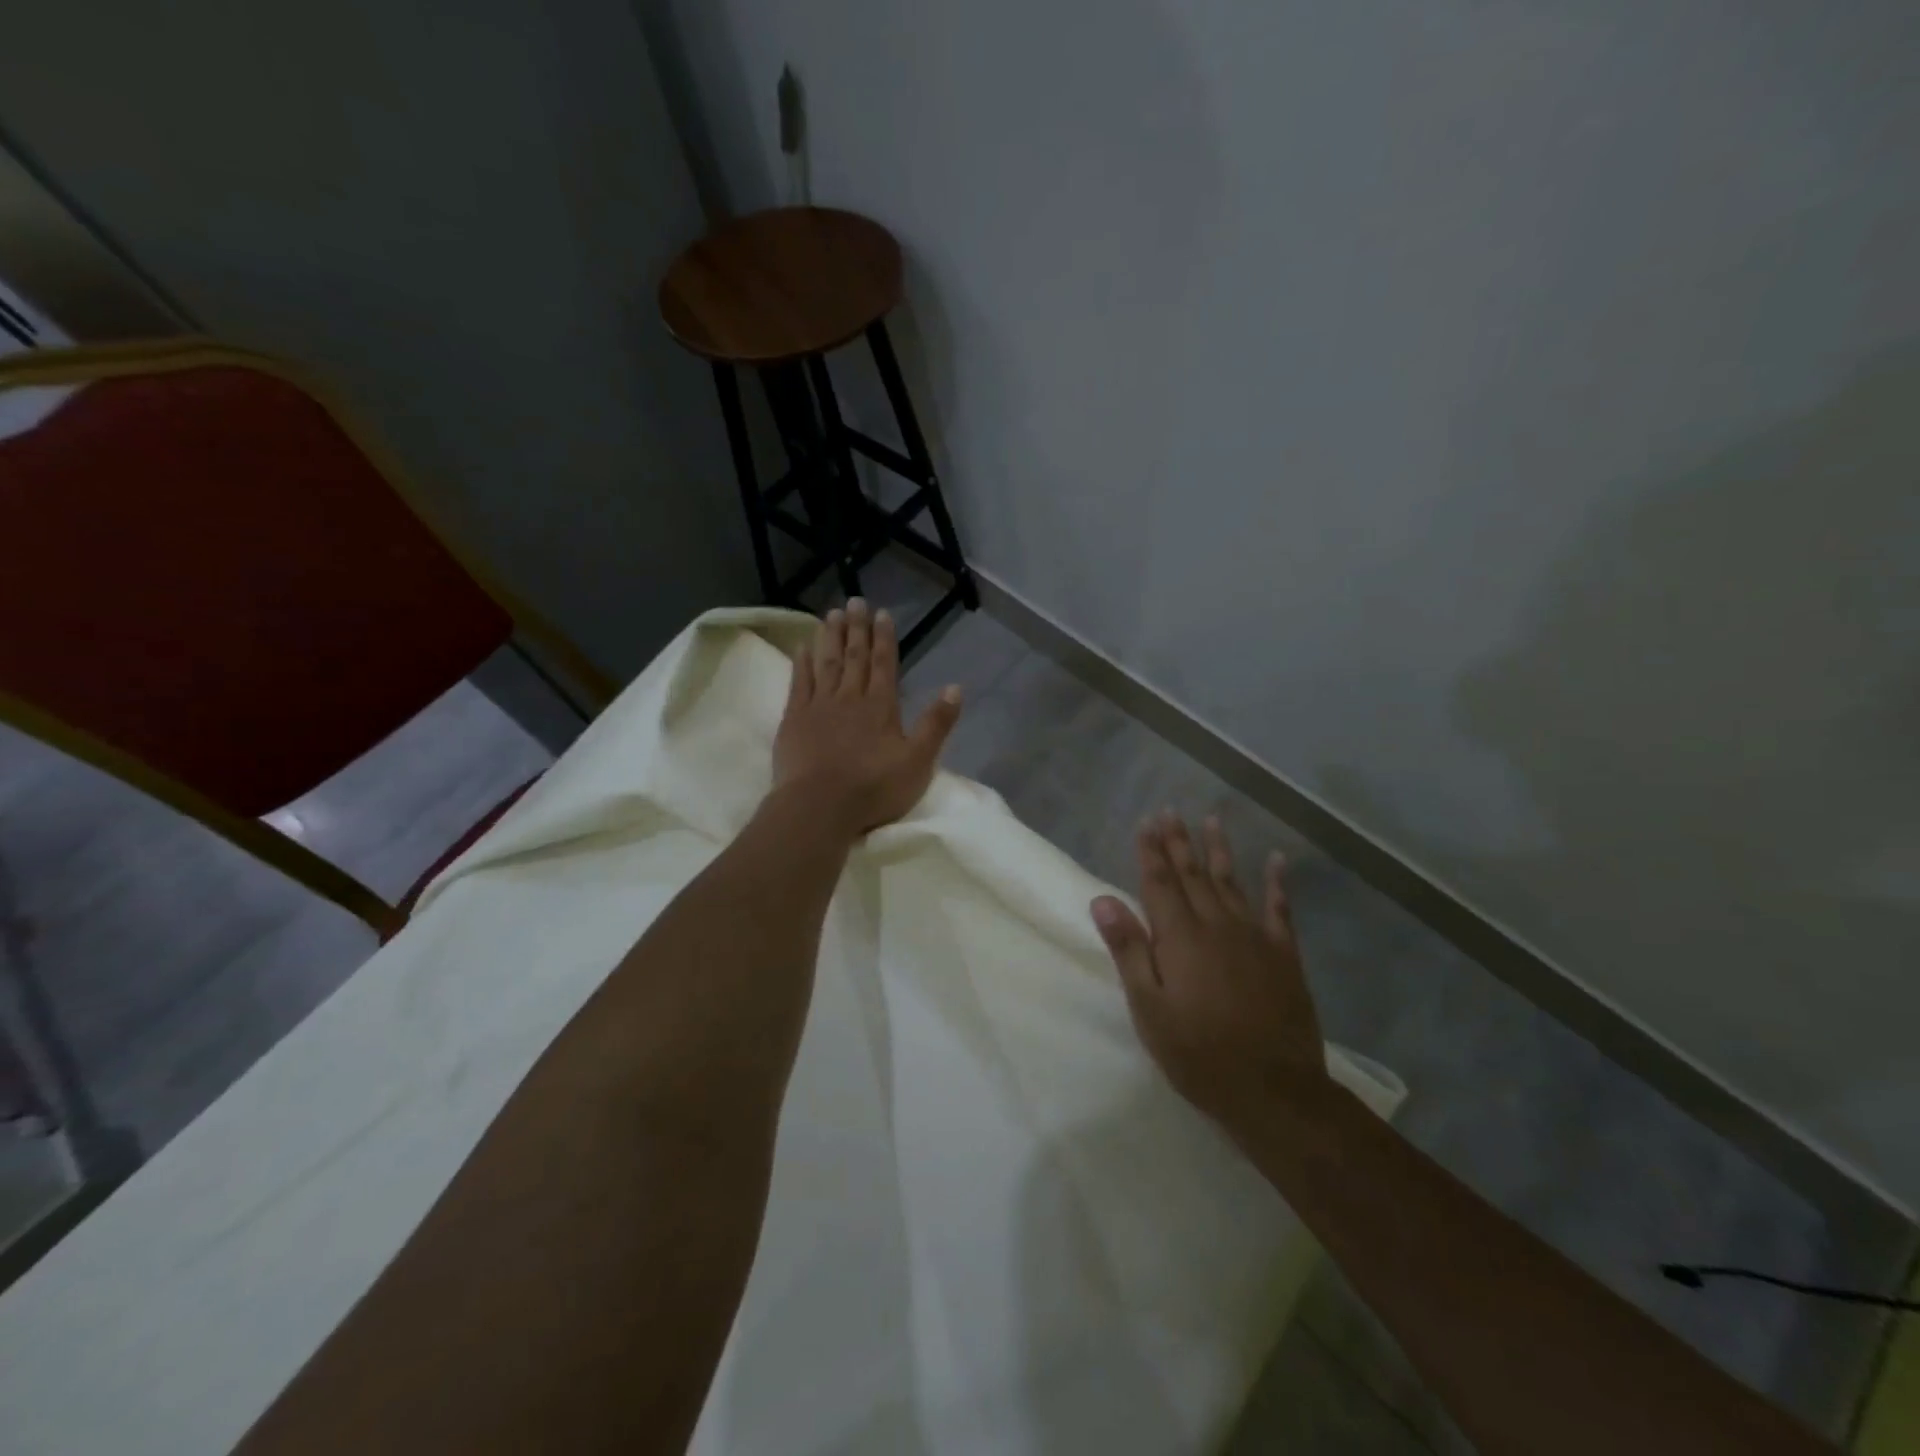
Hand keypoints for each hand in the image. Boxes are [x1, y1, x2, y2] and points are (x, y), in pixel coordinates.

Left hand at [772, 598, 962, 835]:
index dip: (884, 638)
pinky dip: (802, 662)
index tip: (881, 613)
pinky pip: (799, 682)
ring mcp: (819, 706)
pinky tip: (803, 646)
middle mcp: (850, 697)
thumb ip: (936, 724)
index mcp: (881, 706)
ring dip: (830, 637)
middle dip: (856, 628)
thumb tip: (955, 687)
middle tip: (854, 601)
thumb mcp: (918, 761)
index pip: (884, 664)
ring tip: (831, 613)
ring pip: (826, 663)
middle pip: (854, 656)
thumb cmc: (873, 788)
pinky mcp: (794, 719)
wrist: (819, 806)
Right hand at [1091, 812, 1330, 1133]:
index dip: (1150, 852)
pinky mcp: (1284, 955)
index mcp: (1180, 938)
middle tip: (1170, 811)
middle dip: (1179, 842)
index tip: (1146, 822)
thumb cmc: (1198, 1054)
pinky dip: (1278, 883)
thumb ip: (1128, 951)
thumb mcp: (1149, 1009)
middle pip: (1193, 875)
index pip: (1158, 883)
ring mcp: (1254, 937)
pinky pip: (1280, 909)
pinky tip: (1277, 859)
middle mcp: (1216, 925)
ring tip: (1212, 819)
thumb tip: (1103, 900)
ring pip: (1231, 882)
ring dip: (1219, 849)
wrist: (1274, 1091)